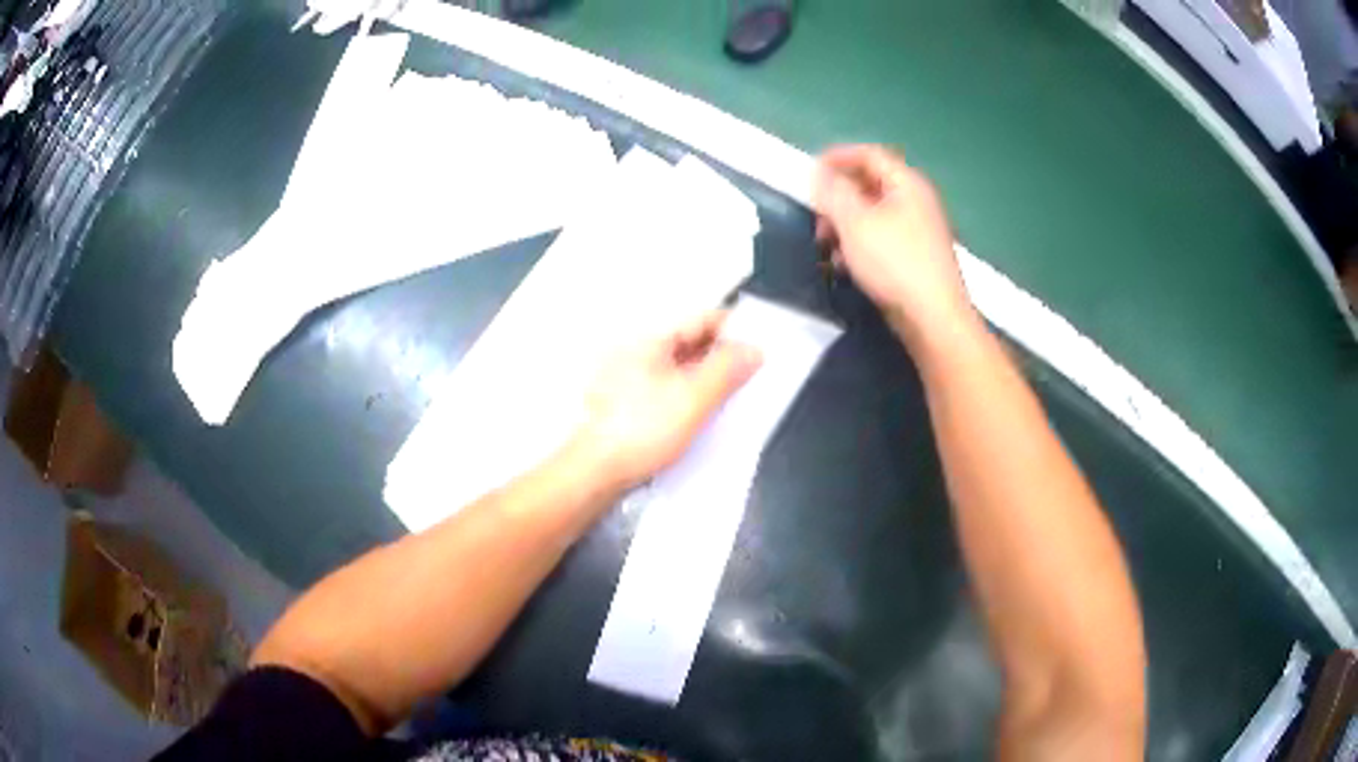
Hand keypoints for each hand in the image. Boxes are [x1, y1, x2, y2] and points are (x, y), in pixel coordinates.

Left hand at [576, 311, 761, 488]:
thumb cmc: (643, 429)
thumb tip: (754, 349)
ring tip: (737, 394)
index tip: (761, 340)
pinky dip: (692, 396)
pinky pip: (670, 390)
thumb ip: (727, 371)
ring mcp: (632, 380)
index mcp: (651, 340)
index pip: (701, 320)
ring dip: (709, 377)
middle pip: (691, 343)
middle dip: (724, 355)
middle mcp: (639, 352)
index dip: (733, 327)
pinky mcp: (631, 406)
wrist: (597, 471)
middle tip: (756, 371)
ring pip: (682, 369)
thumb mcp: (694, 398)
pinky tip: (707, 414)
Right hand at [814, 145, 972, 346]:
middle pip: (870, 184)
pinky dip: (859, 244)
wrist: (933, 318)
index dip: (837, 157)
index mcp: (906, 184)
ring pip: (873, 214)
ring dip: (845, 223)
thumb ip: (833, 192)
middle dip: (838, 196)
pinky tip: (845, 265)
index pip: (869, 154)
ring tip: (826, 243)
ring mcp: (918, 230)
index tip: (810, 172)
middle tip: (816, 214)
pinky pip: (881, 238)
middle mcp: (916, 201)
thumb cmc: (894, 263)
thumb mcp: (855, 222)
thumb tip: (820, 173)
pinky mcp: (915, 257)